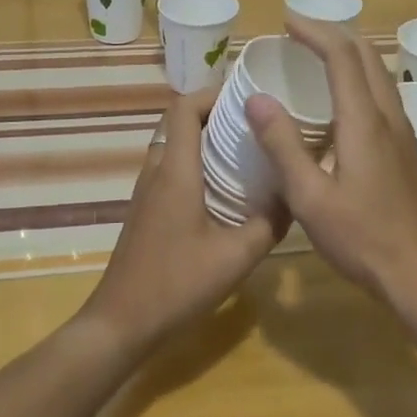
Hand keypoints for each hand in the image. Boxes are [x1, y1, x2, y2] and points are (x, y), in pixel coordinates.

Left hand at [81, 86, 285, 354]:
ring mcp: (146, 191)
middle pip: (180, 123)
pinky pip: (171, 170)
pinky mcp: (146, 211)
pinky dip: (196, 165)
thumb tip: (294, 196)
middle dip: (217, 115)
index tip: (247, 98)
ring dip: (206, 141)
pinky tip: (225, 191)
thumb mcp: (236, 257)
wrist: (121, 323)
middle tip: (256, 125)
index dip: (212, 93)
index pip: (184, 107)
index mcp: (175, 170)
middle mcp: (156, 171)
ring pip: (175, 146)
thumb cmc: (176, 284)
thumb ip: (268, 223)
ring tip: (246, 153)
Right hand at [244, 13, 416, 301]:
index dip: (315, 32)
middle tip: (299, 33)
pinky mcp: (406, 149)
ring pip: (379, 74)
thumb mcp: (310, 197)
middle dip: (333, 35)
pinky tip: (341, 102)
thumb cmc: (363, 238)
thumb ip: (282, 145)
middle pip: (367, 55)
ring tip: (317, 57)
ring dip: (350, 55)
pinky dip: (359, 78)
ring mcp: (403, 132)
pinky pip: (382, 95)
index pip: (342, 56)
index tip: (287, 20)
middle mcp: (388, 116)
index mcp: (364, 121)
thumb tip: (256, 99)